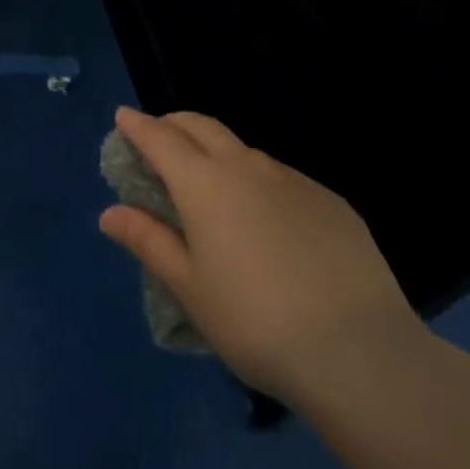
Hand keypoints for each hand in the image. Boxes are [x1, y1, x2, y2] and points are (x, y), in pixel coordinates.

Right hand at [99, 107, 425, 403]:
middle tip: (160, 135)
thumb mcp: (190, 288)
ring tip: (212, 185)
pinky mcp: (330, 201)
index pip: (160, 138)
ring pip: (244, 151)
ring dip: (218, 153)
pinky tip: (268, 222)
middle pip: (202, 126)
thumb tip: (110, 212)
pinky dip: (259, 182)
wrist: (358, 351)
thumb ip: (149, 241)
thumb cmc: (255, 322)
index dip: (138, 126)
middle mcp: (246, 167)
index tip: (123, 117)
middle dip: (175, 124)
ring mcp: (293, 180)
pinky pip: (282, 178)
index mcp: (204, 183)